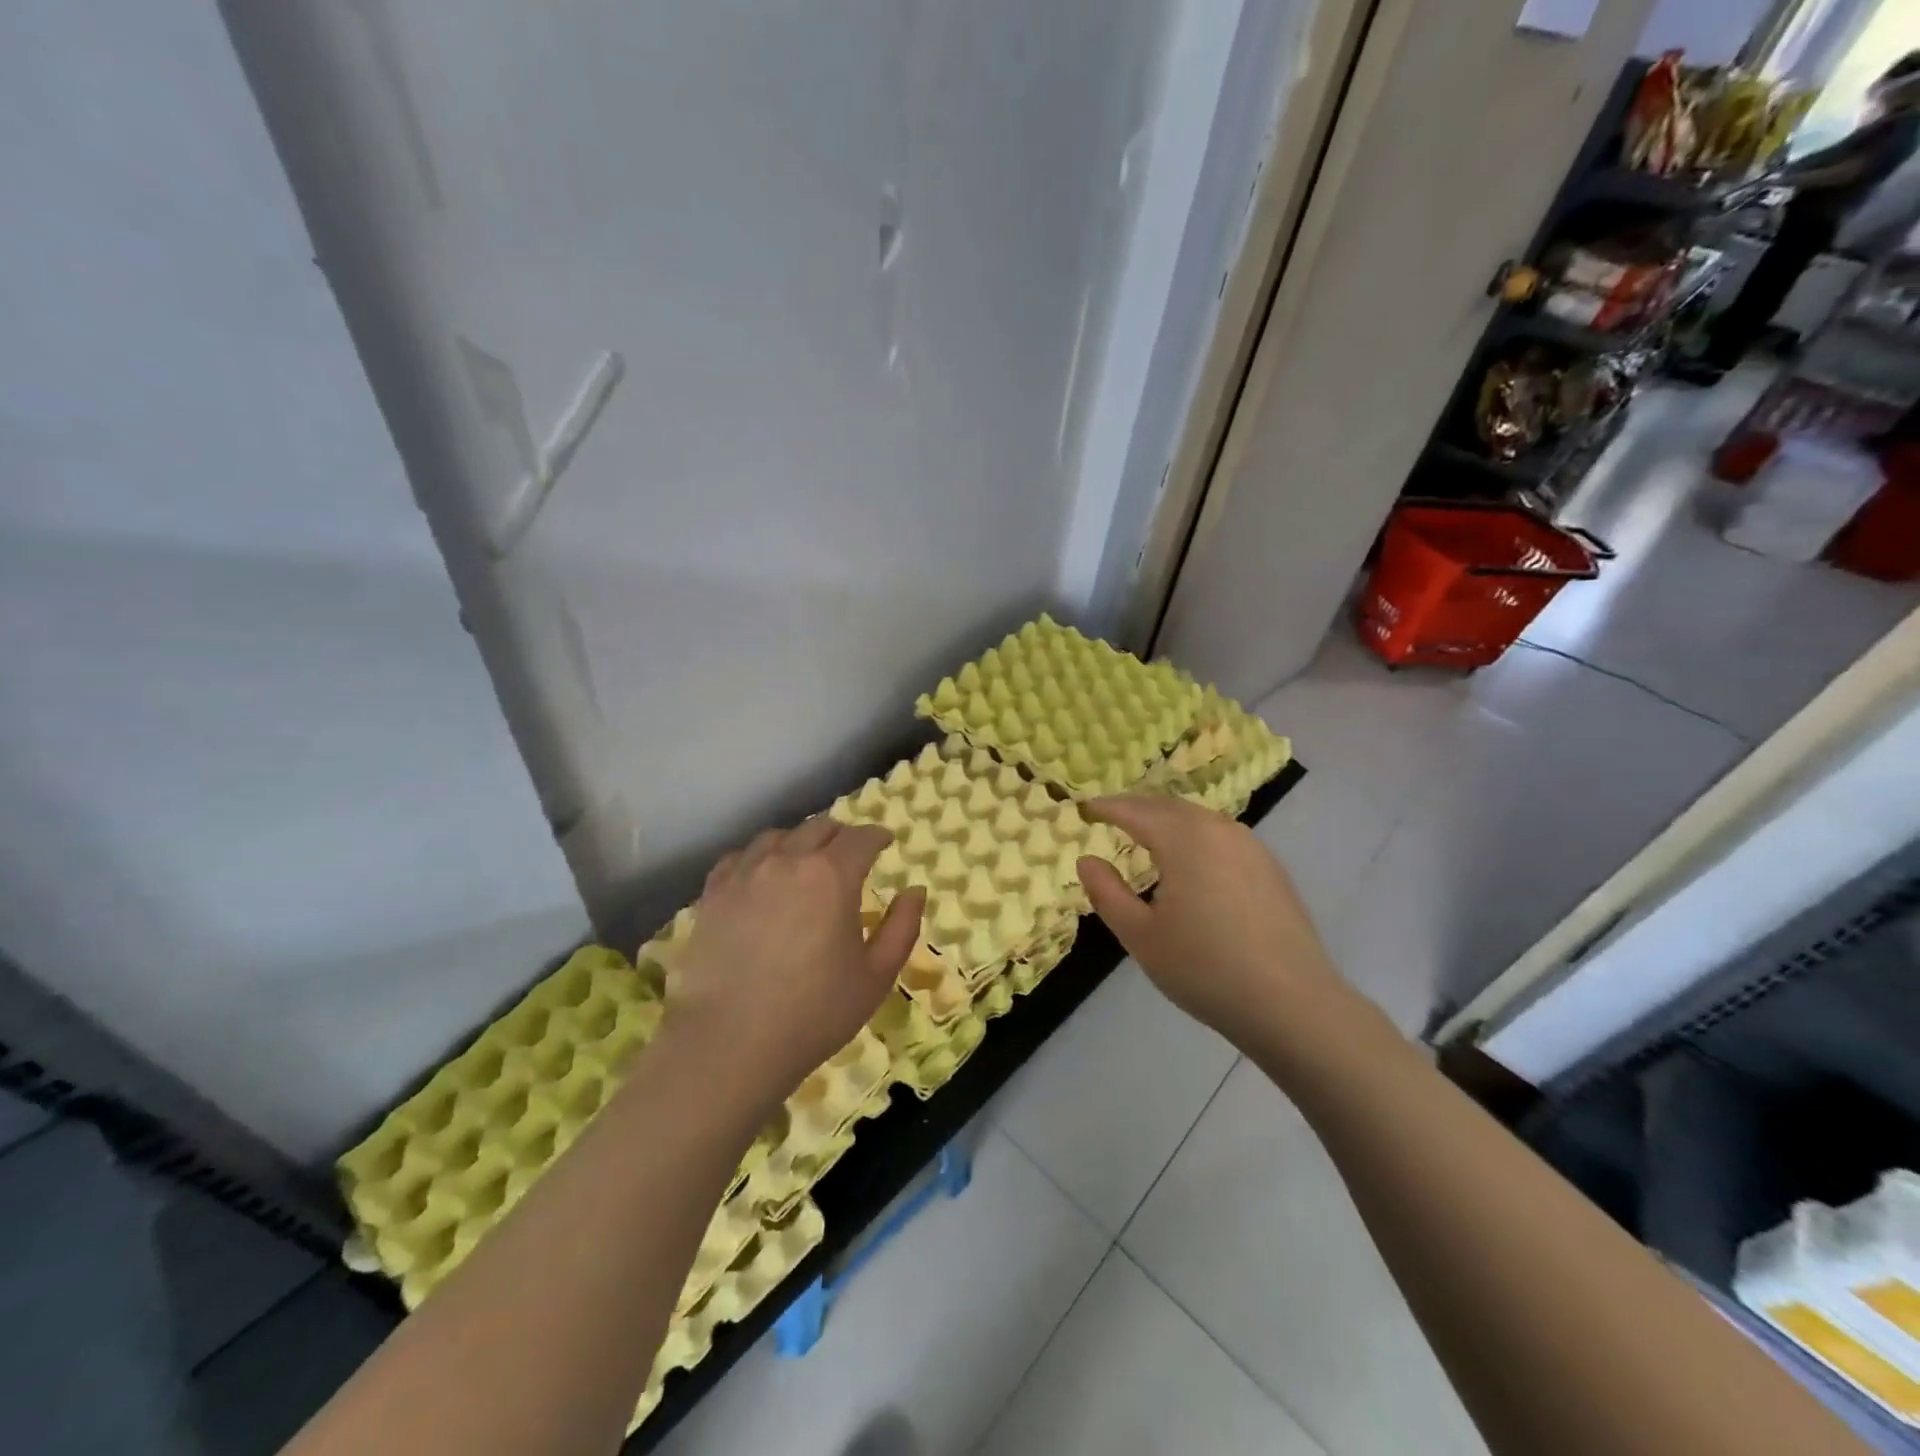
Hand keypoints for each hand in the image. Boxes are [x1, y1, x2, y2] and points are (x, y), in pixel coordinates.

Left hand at [667, 818, 925, 1107]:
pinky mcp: (713, 894)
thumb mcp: (876, 977)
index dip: (877, 836)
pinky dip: (758, 857)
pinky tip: (761, 876)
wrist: (729, 1044)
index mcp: (832, 876)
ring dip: (799, 841)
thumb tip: (915, 891)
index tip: (885, 842)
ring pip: (777, 837)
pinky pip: (738, 857)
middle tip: (850, 853)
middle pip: (818, 827)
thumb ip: (902, 927)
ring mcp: (745, 874)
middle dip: (841, 835)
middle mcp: (787, 861)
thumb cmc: (814, 1014)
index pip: (861, 838)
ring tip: (804, 861)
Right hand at [1075, 795, 1340, 1045]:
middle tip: (1109, 816)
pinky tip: (1190, 862)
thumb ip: (1108, 893)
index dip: (1105, 807)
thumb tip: (1087, 860)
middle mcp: (1218, 829)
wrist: (1292, 1004)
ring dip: (1166, 820)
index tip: (1083, 808)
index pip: (1135, 810)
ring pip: (1198, 819)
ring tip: (1144, 835)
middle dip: (1136, 808)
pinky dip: (1194, 836)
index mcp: (1184, 839)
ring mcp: (1250, 846)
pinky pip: (1220, 836)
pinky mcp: (1270, 868)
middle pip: (1168, 807)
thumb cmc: (1205, 968)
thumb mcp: (1140, 936)